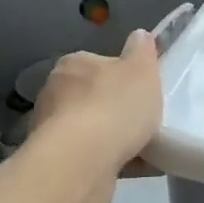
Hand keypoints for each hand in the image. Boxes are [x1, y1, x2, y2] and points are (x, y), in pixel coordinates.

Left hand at [30, 30, 162, 177]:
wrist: (81, 164)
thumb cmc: (113, 107)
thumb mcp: (141, 69)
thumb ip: (142, 51)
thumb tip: (139, 35)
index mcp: (73, 65)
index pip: (99, 63)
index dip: (123, 76)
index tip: (143, 91)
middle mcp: (56, 93)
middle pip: (95, 97)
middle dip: (118, 109)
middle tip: (148, 119)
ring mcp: (53, 130)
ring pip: (93, 130)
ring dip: (116, 138)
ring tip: (150, 148)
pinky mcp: (59, 163)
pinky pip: (94, 158)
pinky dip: (115, 161)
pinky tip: (141, 168)